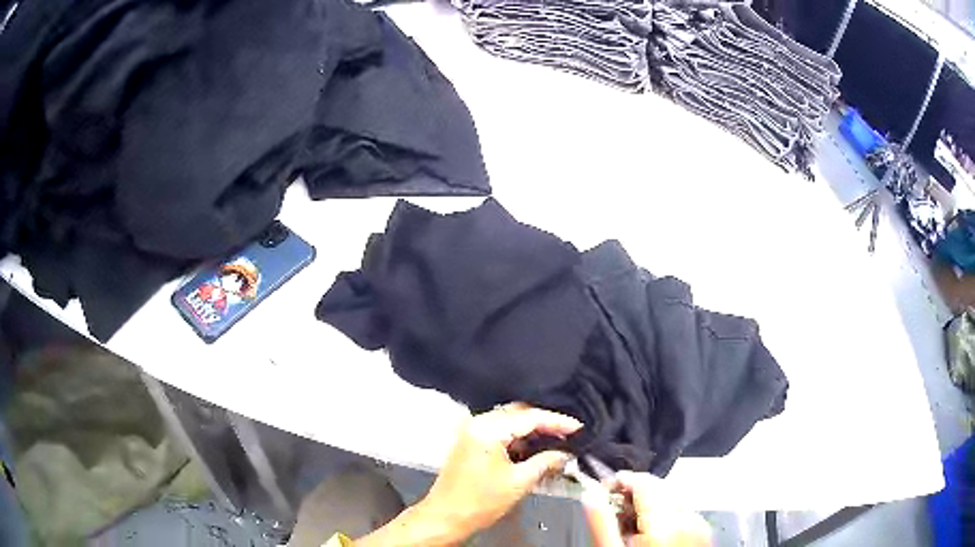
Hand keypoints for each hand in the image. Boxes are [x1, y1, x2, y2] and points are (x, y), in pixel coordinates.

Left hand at [415, 403, 581, 542]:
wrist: (446, 518)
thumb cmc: (478, 503)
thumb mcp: (519, 481)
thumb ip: (546, 462)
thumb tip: (565, 454)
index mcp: (487, 429)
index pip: (529, 416)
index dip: (557, 422)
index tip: (578, 428)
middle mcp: (477, 424)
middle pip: (519, 414)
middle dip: (546, 425)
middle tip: (569, 435)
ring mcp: (472, 432)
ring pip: (511, 424)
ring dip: (533, 433)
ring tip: (556, 444)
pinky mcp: (471, 443)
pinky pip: (500, 434)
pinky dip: (518, 441)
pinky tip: (534, 452)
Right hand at [584, 471, 711, 546]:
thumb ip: (602, 522)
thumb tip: (591, 496)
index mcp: (665, 522)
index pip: (643, 481)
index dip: (620, 482)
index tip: (605, 489)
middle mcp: (688, 518)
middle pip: (658, 488)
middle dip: (634, 497)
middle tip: (615, 515)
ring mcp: (699, 525)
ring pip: (670, 498)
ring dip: (649, 506)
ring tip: (632, 530)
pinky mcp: (703, 532)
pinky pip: (682, 512)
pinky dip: (665, 516)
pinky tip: (651, 535)